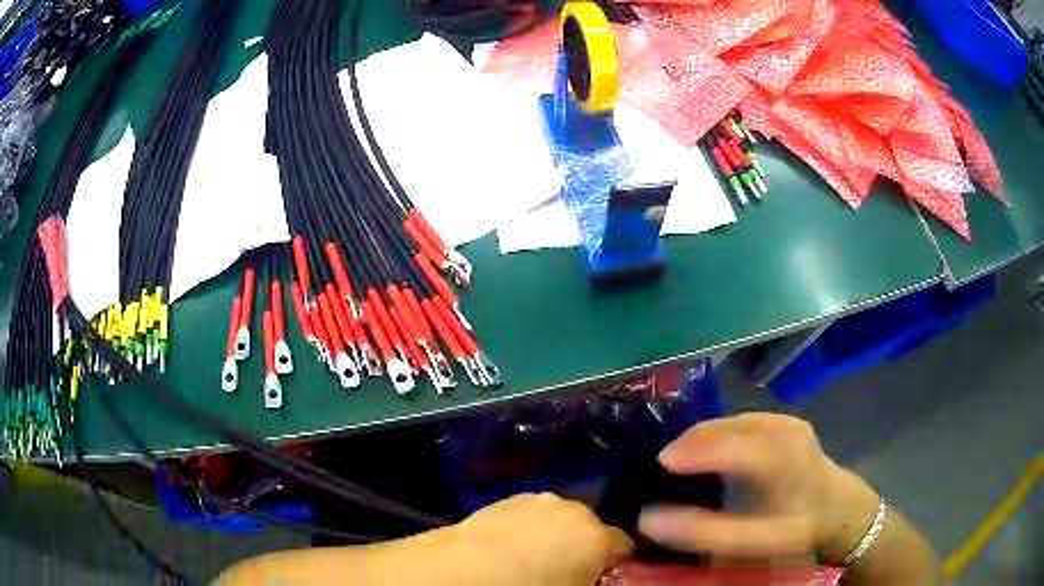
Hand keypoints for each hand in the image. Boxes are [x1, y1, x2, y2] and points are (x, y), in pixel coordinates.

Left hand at [439, 492, 635, 584]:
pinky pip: (533, 517)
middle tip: (567, 574)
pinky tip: (512, 550)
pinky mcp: (507, 499)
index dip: (619, 566)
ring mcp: (537, 500)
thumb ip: (595, 580)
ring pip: (561, 521)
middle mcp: (572, 508)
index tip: (603, 579)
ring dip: (558, 538)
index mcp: (596, 534)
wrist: (458, 572)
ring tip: (535, 562)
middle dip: (586, 550)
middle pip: (594, 530)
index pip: (626, 547)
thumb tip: (594, 576)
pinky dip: (532, 530)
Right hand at [637, 413, 880, 562]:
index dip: (690, 451)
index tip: (656, 466)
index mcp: (779, 457)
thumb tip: (650, 518)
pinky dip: (716, 436)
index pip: (726, 445)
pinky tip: (709, 456)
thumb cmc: (798, 528)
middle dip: (688, 444)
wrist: (838, 509)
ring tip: (679, 466)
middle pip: (723, 428)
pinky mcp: (783, 421)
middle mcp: (781, 429)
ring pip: (729, 422)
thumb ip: (706, 531)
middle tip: (660, 473)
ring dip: (700, 439)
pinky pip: (739, 422)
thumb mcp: (756, 540)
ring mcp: (784, 420)